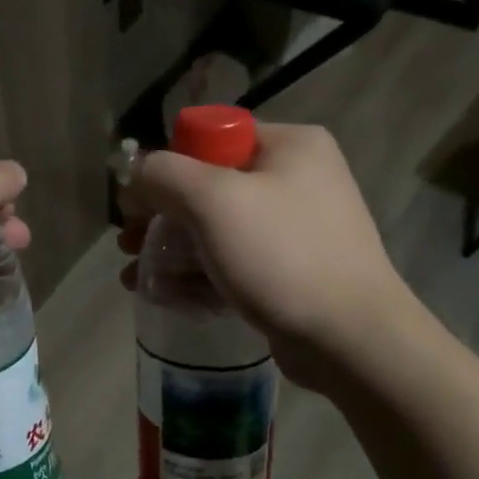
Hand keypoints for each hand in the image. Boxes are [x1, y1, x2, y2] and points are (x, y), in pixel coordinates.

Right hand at [131, 122, 410, 387]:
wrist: (351, 340)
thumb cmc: (281, 256)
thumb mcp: (213, 201)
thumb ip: (165, 173)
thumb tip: (139, 171)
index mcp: (290, 145)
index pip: (211, 139)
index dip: (169, 168)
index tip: (138, 205)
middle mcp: (297, 177)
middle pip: (209, 186)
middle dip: (160, 217)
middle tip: (127, 243)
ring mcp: (298, 227)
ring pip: (217, 228)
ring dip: (171, 250)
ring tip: (134, 276)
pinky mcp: (293, 269)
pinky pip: (235, 260)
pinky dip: (200, 273)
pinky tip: (167, 295)